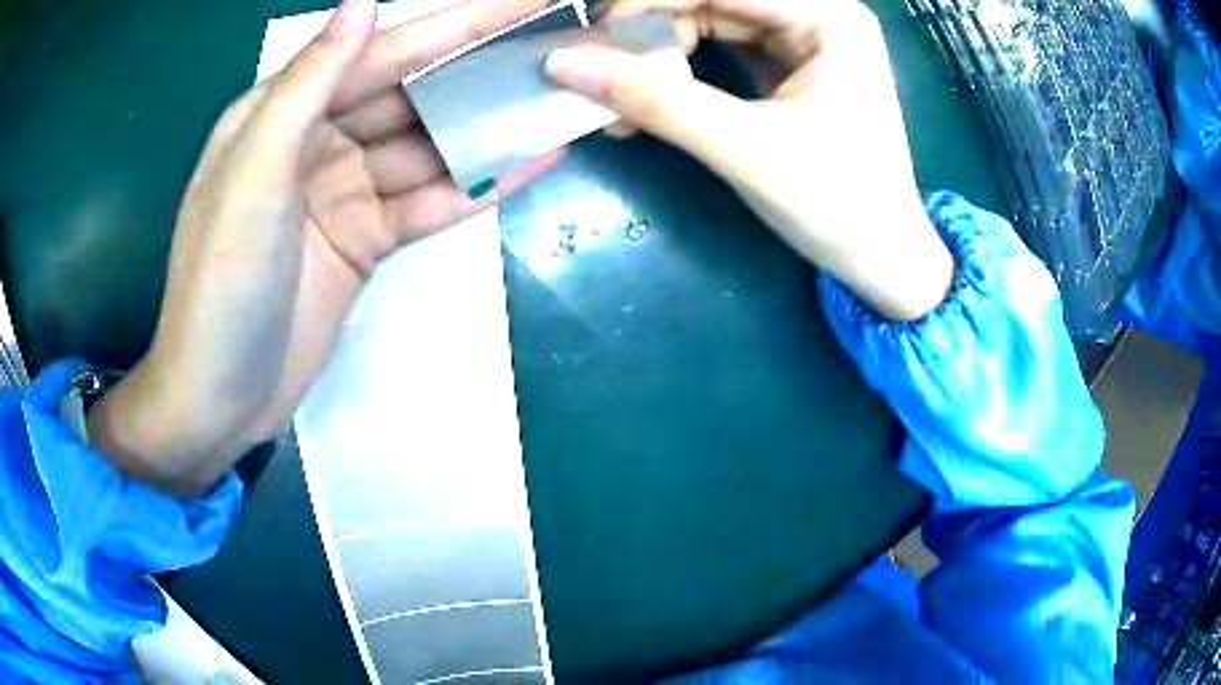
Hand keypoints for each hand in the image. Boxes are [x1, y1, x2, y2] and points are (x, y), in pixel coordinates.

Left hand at [88, 0, 558, 496]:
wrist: (220, 398)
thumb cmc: (220, 284)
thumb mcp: (252, 175)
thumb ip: (306, 85)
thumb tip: (364, 2)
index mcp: (284, 111)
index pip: (382, 52)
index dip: (456, 23)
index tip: (525, 1)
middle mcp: (318, 139)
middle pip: (413, 93)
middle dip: (481, 71)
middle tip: (557, 51)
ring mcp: (345, 191)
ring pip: (428, 146)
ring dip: (489, 127)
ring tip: (559, 103)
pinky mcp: (365, 239)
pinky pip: (428, 201)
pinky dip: (476, 185)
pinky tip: (532, 163)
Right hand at [546, 0, 952, 320]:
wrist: (884, 261)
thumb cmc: (836, 205)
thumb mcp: (745, 148)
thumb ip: (656, 100)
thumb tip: (562, 64)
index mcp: (827, 17)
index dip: (645, 3)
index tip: (587, 38)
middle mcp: (819, 15)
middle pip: (713, 0)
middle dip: (651, 34)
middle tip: (597, 74)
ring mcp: (807, 40)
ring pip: (712, 23)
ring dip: (660, 56)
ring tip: (619, 99)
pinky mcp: (794, 67)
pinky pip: (724, 50)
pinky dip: (684, 73)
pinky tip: (652, 99)